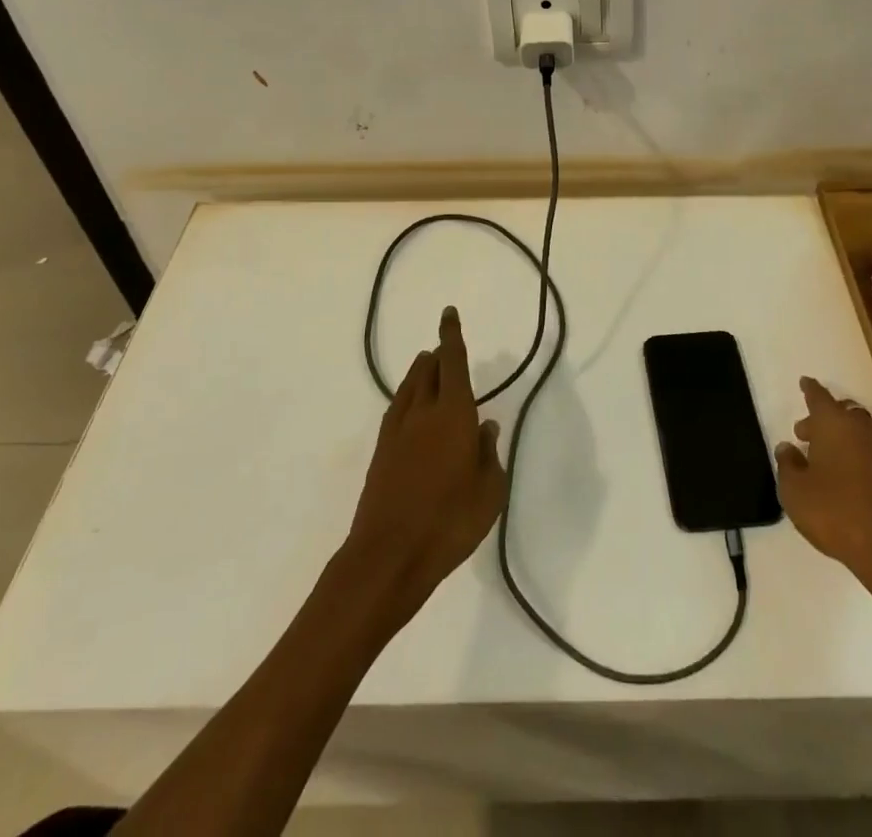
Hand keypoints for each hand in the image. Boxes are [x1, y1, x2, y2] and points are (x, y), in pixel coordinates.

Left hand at [344, 307, 507, 616]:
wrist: (388, 556)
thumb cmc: (449, 522)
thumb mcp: (490, 492)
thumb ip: (490, 455)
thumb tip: (486, 427)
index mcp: (453, 414)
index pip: (453, 363)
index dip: (452, 336)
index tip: (448, 314)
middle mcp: (422, 412)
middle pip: (427, 369)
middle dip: (438, 355)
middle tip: (446, 351)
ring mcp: (397, 431)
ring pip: (408, 387)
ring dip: (420, 373)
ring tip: (429, 369)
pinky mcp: (381, 452)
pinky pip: (397, 409)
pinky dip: (407, 398)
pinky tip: (412, 411)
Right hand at [775, 377, 871, 604]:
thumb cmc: (835, 513)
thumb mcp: (795, 492)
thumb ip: (788, 465)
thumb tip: (787, 448)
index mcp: (834, 425)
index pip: (819, 397)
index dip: (810, 390)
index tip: (805, 382)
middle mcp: (863, 430)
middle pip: (843, 414)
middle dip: (824, 419)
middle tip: (806, 433)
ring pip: (862, 435)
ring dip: (844, 441)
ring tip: (827, 461)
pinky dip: (861, 461)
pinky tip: (852, 483)